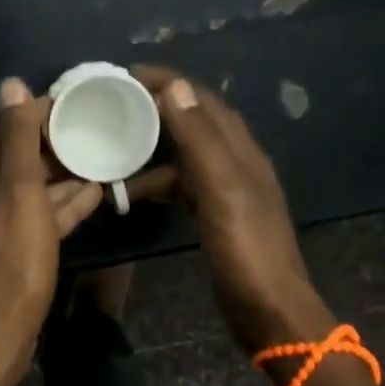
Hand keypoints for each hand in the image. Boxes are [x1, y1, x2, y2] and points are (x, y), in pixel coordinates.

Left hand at [0, 77, 103, 379]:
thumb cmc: (10, 262)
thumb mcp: (19, 193)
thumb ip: (16, 138)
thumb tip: (10, 84)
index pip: (1, 132)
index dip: (37, 117)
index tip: (74, 107)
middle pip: (12, 162)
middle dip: (52, 150)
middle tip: (93, 134)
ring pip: (23, 193)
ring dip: (60, 180)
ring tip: (100, 162)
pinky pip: (27, 220)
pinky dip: (55, 209)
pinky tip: (90, 196)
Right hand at [127, 67, 334, 351]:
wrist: (270, 311)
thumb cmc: (245, 248)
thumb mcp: (221, 188)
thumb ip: (199, 138)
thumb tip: (175, 85)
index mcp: (240, 149)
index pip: (200, 99)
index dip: (166, 81)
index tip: (125, 74)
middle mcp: (236, 161)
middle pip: (193, 121)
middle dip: (156, 107)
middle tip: (114, 104)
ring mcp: (228, 189)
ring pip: (185, 155)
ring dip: (153, 147)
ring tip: (115, 148)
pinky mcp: (218, 215)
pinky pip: (183, 184)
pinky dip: (158, 181)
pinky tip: (134, 192)